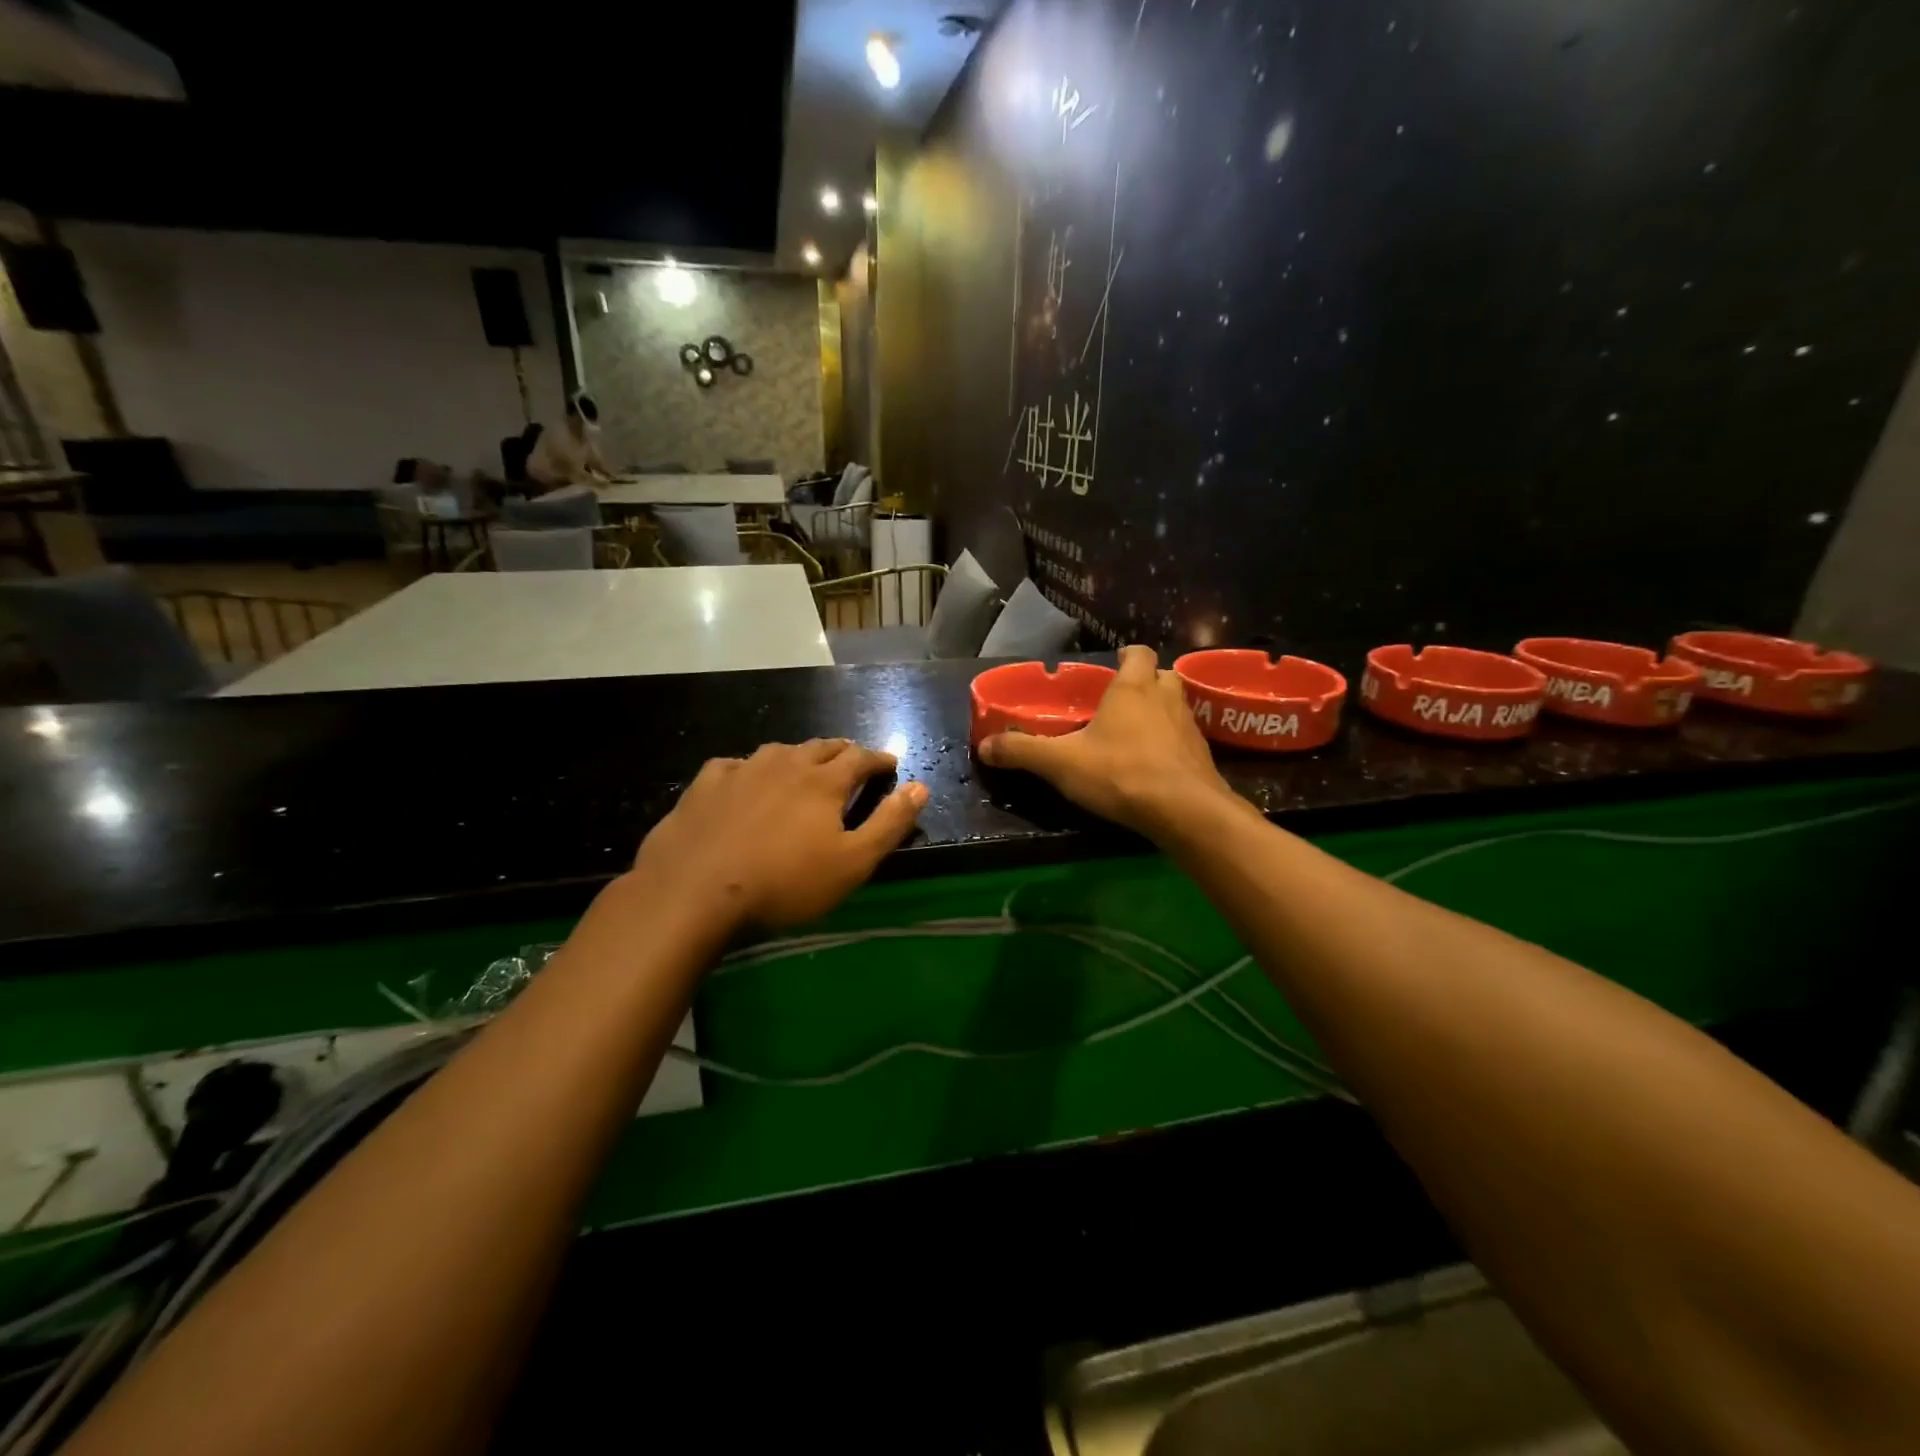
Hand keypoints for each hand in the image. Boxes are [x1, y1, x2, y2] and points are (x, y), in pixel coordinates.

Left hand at [628, 739, 925, 929]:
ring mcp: (742, 770)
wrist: (694, 891)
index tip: (890, 763)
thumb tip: (921, 786)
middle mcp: (786, 764)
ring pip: (780, 751)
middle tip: (853, 759)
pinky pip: (735, 765)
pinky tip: (745, 779)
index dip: (879, 759)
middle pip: (822, 747)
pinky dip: (750, 769)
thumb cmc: (785, 882)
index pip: (861, 758)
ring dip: (800, 755)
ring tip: (805, 765)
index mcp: (824, 781)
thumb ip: (890, 823)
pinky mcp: (706, 785)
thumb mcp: (852, 863)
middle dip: (843, 751)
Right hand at [978, 644, 1234, 838]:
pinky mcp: (1202, 757)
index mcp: (1132, 688)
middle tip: (1122, 702)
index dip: (1126, 656)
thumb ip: (1022, 751)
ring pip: (1176, 707)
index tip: (1112, 666)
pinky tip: (1153, 766)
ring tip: (1135, 735)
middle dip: (1146, 683)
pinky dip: (1171, 745)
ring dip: (1160, 714)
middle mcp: (1165, 698)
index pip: (1138, 652)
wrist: (1183, 810)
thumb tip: (983, 746)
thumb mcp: (1060, 763)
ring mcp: (1189, 727)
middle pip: (1162, 676)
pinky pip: (1185, 740)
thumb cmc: (1120, 772)